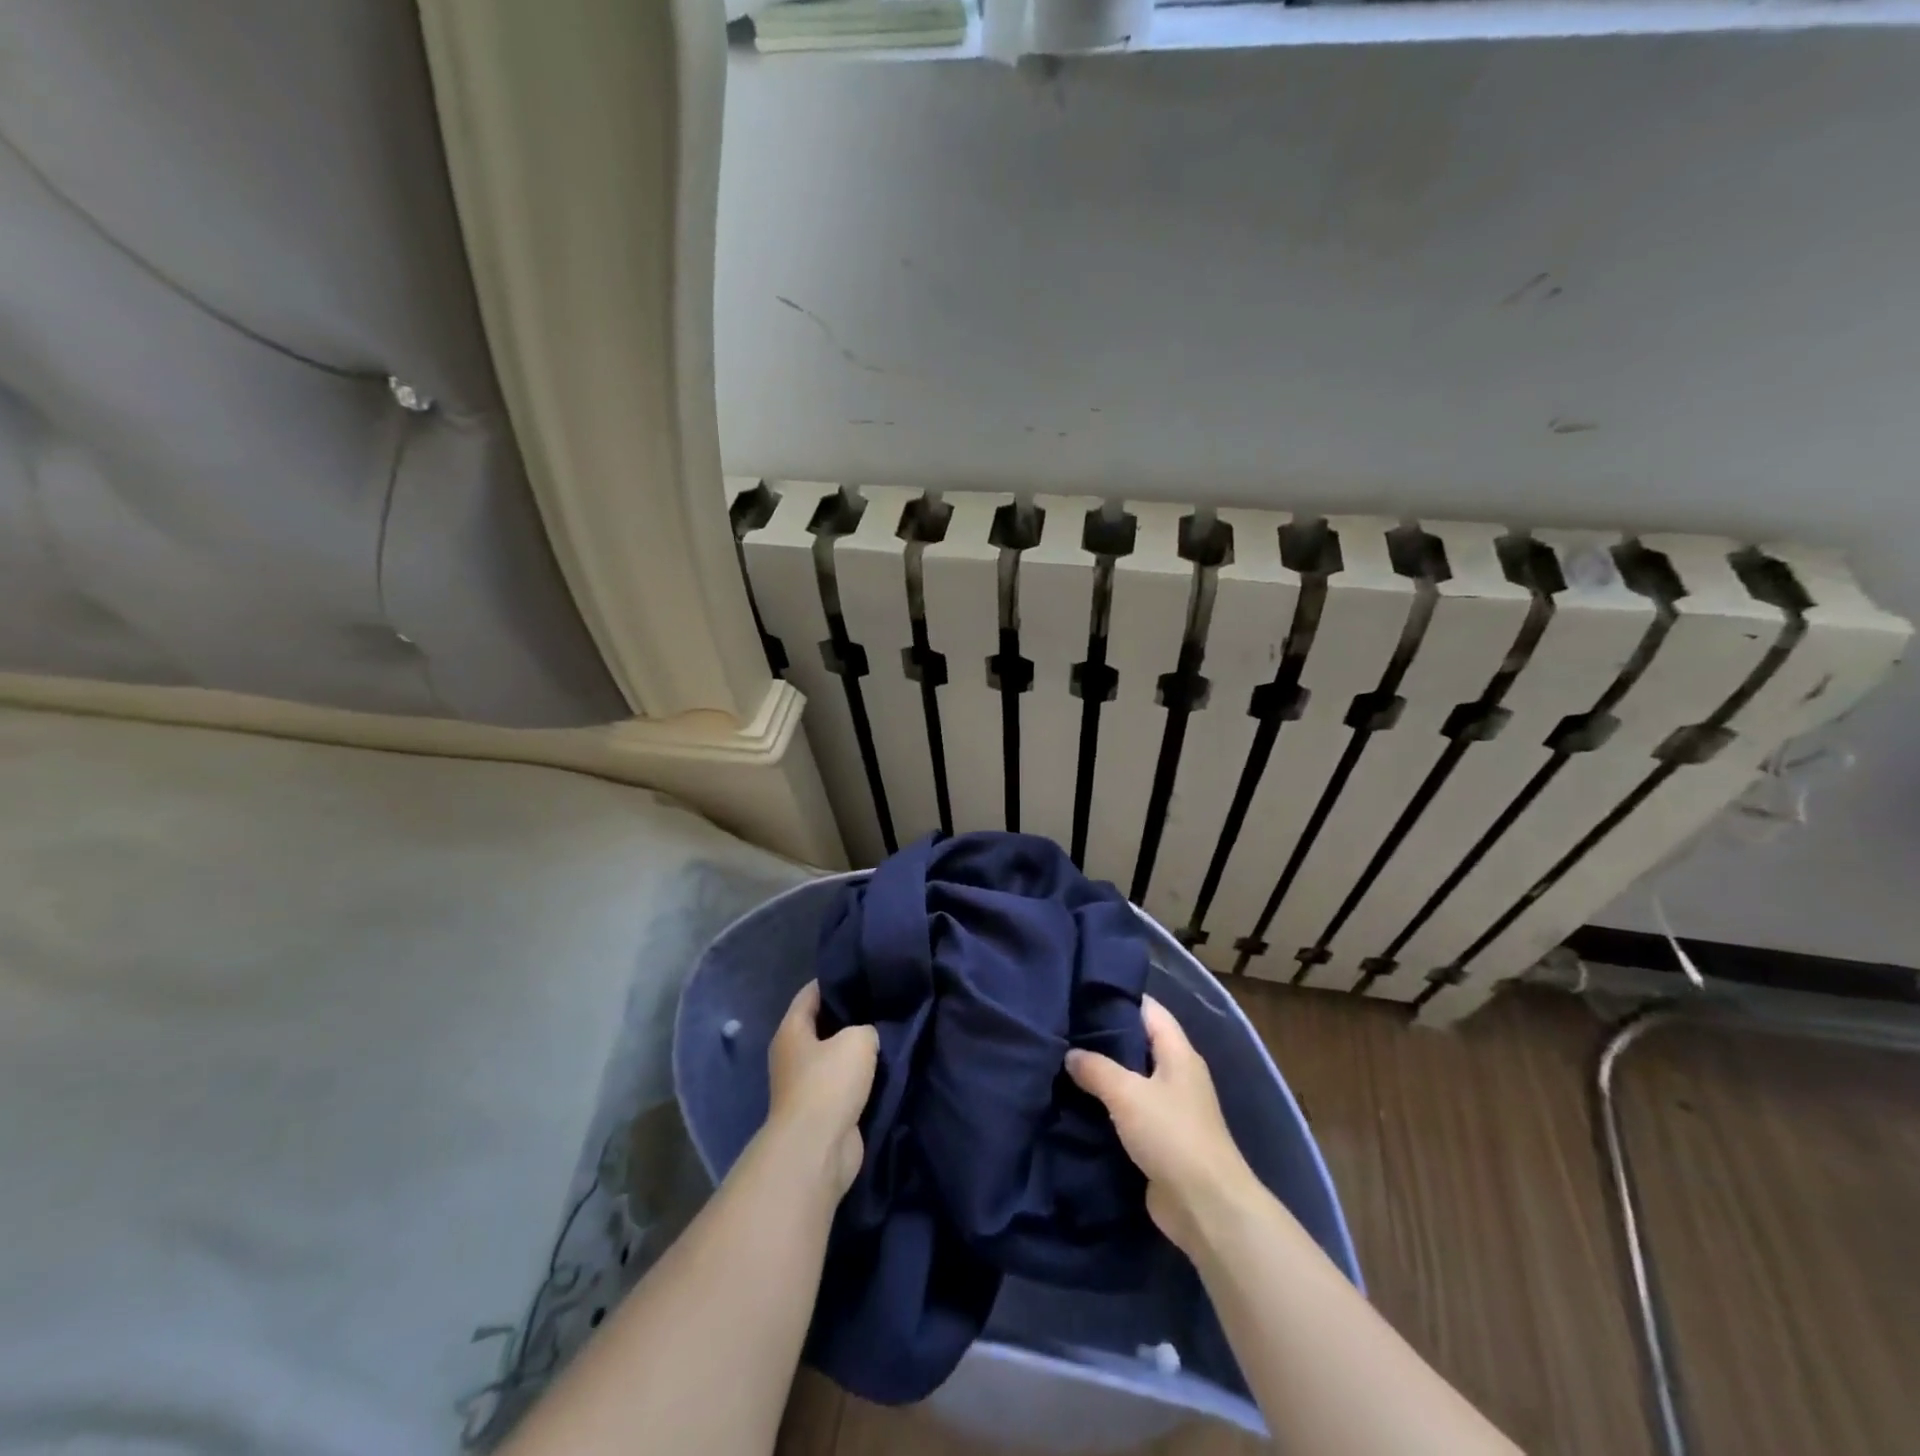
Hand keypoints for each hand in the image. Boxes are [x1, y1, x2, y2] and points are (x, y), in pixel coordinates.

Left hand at [766, 981, 878, 1197]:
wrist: (818, 1148)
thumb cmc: (829, 1083)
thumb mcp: (857, 1040)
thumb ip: (866, 1028)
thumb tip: (868, 1036)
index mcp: (792, 1030)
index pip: (811, 993)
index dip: (835, 980)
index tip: (862, 974)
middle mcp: (793, 1055)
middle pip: (823, 1025)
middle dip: (850, 1016)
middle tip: (882, 1004)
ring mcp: (805, 1086)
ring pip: (835, 1058)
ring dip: (856, 1052)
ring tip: (888, 1035)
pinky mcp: (822, 1112)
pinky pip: (844, 1085)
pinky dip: (861, 1080)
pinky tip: (885, 1070)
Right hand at [1066, 996, 1261, 1255]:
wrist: (1205, 1206)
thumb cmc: (1171, 1134)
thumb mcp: (1127, 1093)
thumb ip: (1096, 1068)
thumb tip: (1070, 1054)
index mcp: (1178, 1053)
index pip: (1149, 1009)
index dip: (1119, 997)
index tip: (1082, 991)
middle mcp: (1177, 1074)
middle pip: (1138, 1042)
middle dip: (1104, 1036)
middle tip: (1064, 1026)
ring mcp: (1170, 1108)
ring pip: (1131, 1078)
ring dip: (1104, 1074)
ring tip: (1063, 1060)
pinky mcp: (1160, 1139)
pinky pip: (1129, 1111)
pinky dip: (1107, 1106)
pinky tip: (1077, 1102)